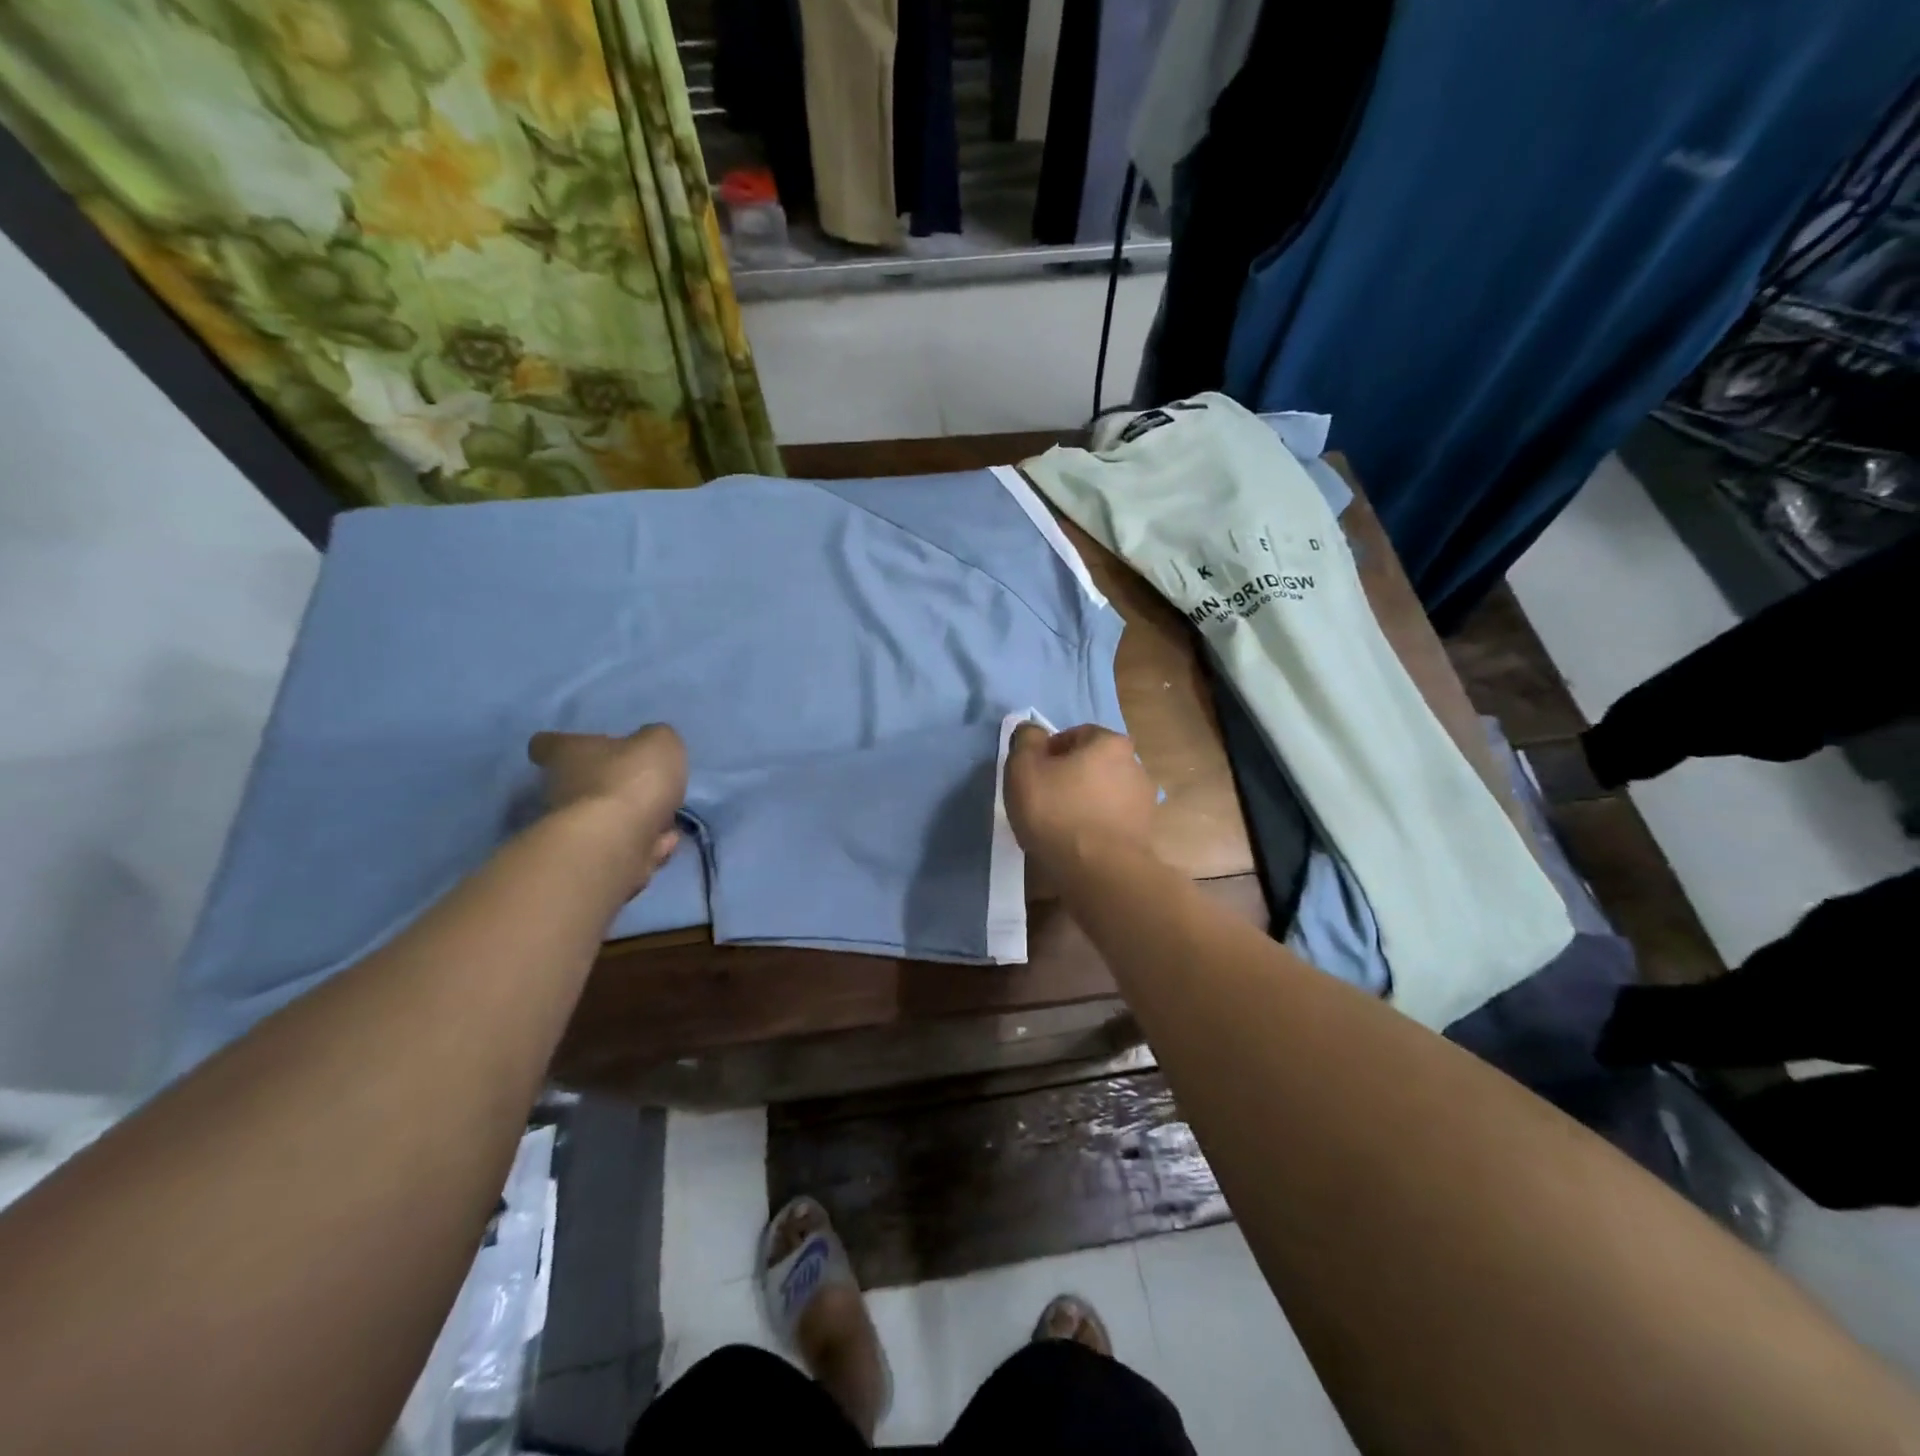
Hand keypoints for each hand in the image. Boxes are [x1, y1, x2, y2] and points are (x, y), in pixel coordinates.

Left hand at [528, 724, 687, 874]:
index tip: (584, 747)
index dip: (565, 744)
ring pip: (606, 820)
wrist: (616, 844)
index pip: (547, 744)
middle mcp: (560, 790)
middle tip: (647, 789)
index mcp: (569, 754)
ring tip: (666, 824)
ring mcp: (573, 830)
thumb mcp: (660, 743)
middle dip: (613, 787)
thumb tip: (651, 745)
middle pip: (580, 784)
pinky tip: (663, 846)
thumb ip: (656, 739)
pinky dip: (642, 848)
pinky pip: (621, 850)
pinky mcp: (590, 861)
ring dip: (634, 822)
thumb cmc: (632, 780)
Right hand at [1004, 722, 1155, 872]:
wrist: (1099, 872)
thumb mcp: (1024, 768)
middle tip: (1043, 801)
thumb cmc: (1057, 812)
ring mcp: (1145, 801)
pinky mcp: (1145, 833)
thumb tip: (1032, 731)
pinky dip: (1096, 827)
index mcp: (1110, 742)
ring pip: (1103, 794)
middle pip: (1092, 764)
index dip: (1048, 753)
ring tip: (1059, 828)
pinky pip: (1112, 821)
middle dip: (1069, 777)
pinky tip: (1078, 845)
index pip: (1073, 735)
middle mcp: (1135, 765)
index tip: (1032, 777)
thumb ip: (1026, 741)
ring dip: (1084, 803)